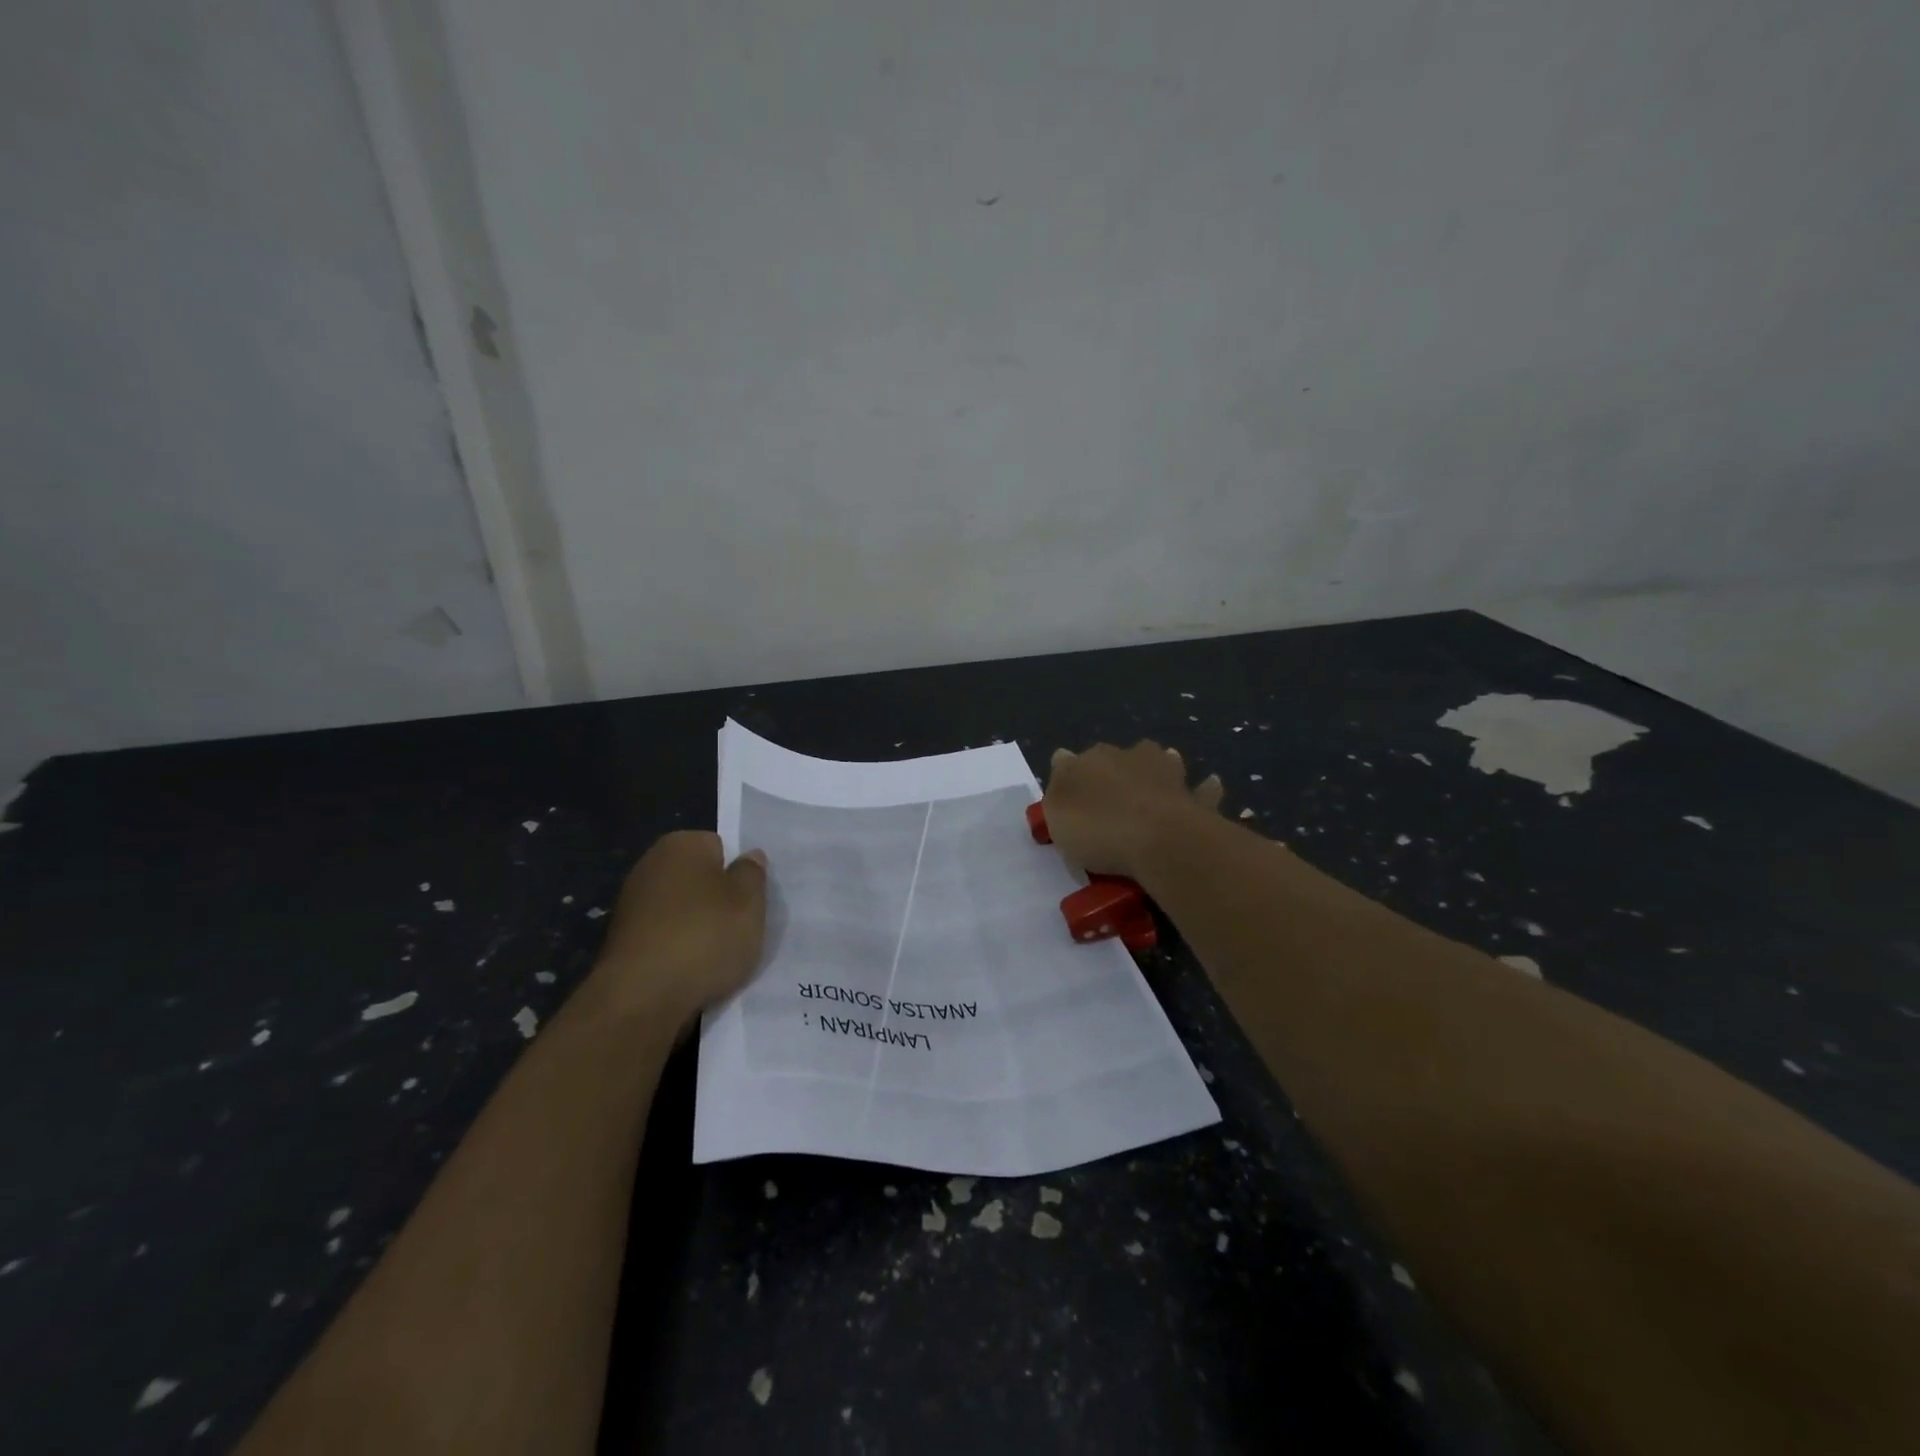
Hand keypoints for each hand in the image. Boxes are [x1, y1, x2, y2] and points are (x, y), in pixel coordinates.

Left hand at [590, 831, 768, 1025]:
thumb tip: (749, 856)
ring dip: (700, 929)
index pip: (720, 847)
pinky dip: (680, 952)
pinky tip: (694, 973)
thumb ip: (752, 873)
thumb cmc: (705, 936)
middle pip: (699, 879)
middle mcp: (650, 867)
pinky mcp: (624, 944)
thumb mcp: (749, 901)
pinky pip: (666, 940)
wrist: (642, 999)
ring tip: (720, 957)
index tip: (750, 900)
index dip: (738, 873)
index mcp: (680, 845)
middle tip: (741, 927)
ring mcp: (632, 906)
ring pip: (683, 912)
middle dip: (718, 900)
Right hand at [1043, 742, 1224, 879]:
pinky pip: (1203, 790)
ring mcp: (1169, 775)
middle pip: (1122, 756)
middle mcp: (1132, 757)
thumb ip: (1060, 784)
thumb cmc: (1099, 827)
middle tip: (1114, 794)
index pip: (1077, 760)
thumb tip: (1064, 757)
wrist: (1161, 842)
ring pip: (1165, 762)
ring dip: (1162, 767)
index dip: (1074, 777)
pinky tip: (1208, 785)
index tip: (1071, 799)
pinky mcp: (1197, 799)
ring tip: (1159, 781)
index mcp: (1094, 758)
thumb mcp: (1058, 811)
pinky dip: (1205, 788)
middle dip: (1119, 768)